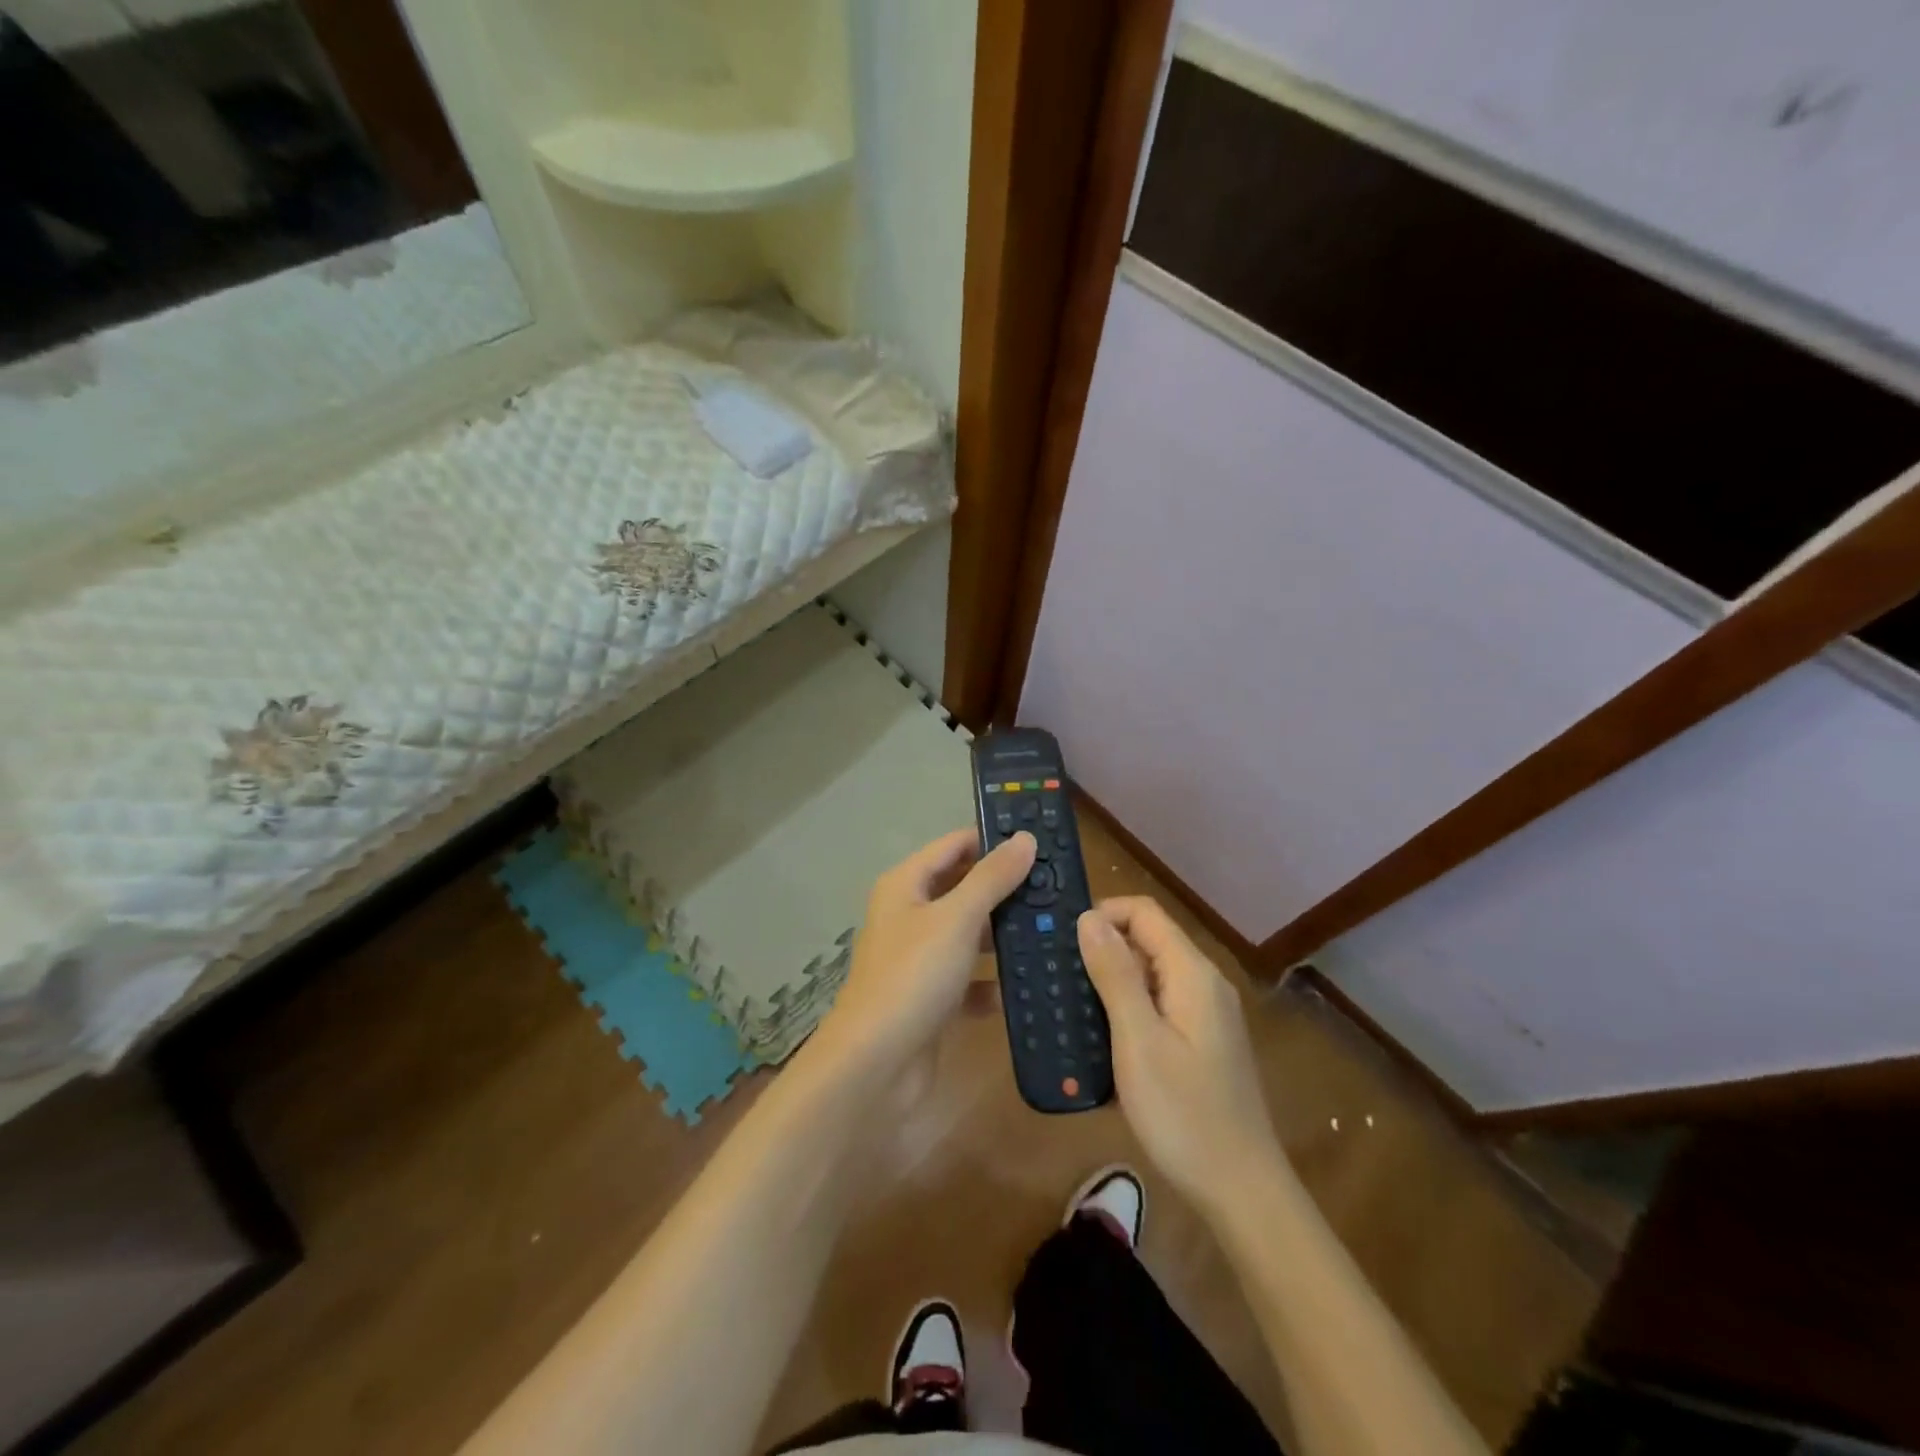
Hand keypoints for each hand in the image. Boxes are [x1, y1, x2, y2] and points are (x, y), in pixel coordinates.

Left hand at [819, 828, 1036, 1069]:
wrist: (875, 1066)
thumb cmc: (913, 976)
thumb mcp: (957, 918)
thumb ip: (992, 877)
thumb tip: (1025, 837)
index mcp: (905, 885)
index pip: (954, 845)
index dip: (992, 839)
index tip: (1040, 841)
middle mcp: (909, 916)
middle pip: (962, 889)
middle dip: (1004, 889)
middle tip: (1056, 886)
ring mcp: (919, 959)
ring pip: (967, 935)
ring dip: (1001, 935)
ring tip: (1053, 929)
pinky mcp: (930, 998)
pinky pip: (967, 980)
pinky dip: (990, 983)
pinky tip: (1023, 986)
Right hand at [1078, 898, 1281, 1214]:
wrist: (1241, 1191)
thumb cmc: (1184, 1113)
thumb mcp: (1138, 1041)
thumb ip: (1114, 974)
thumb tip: (1088, 918)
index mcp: (1192, 973)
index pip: (1144, 912)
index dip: (1102, 914)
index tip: (1063, 940)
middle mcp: (1204, 983)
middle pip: (1148, 940)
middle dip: (1102, 948)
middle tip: (1058, 975)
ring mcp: (1206, 1013)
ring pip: (1151, 974)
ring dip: (1111, 981)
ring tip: (1071, 1006)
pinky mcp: (1202, 1041)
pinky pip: (1159, 1004)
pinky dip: (1128, 1009)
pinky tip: (1102, 1039)